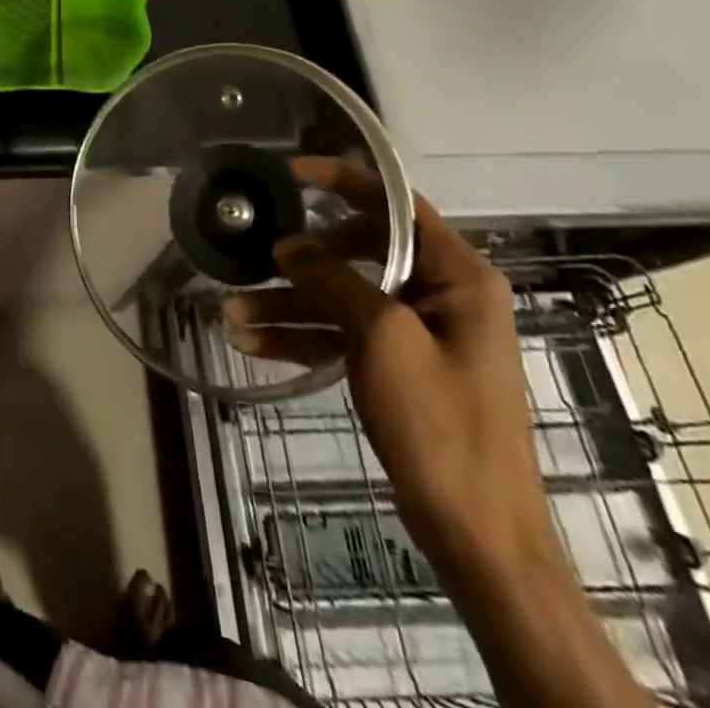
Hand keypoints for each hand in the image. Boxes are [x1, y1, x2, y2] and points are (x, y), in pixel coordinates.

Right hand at [225, 162, 650, 707]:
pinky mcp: (400, 367)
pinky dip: (304, 337)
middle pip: (359, 251)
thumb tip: (288, 246)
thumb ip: (334, 280)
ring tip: (231, 315)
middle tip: (255, 257)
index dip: (341, 180)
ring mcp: (419, 333)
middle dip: (301, 261)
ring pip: (343, 297)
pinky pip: (345, 335)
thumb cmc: (440, 425)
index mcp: (458, 275)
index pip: (395, 204)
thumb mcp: (382, 338)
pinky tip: (254, 343)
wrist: (478, 536)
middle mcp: (442, 294)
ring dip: (290, 305)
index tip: (287, 172)